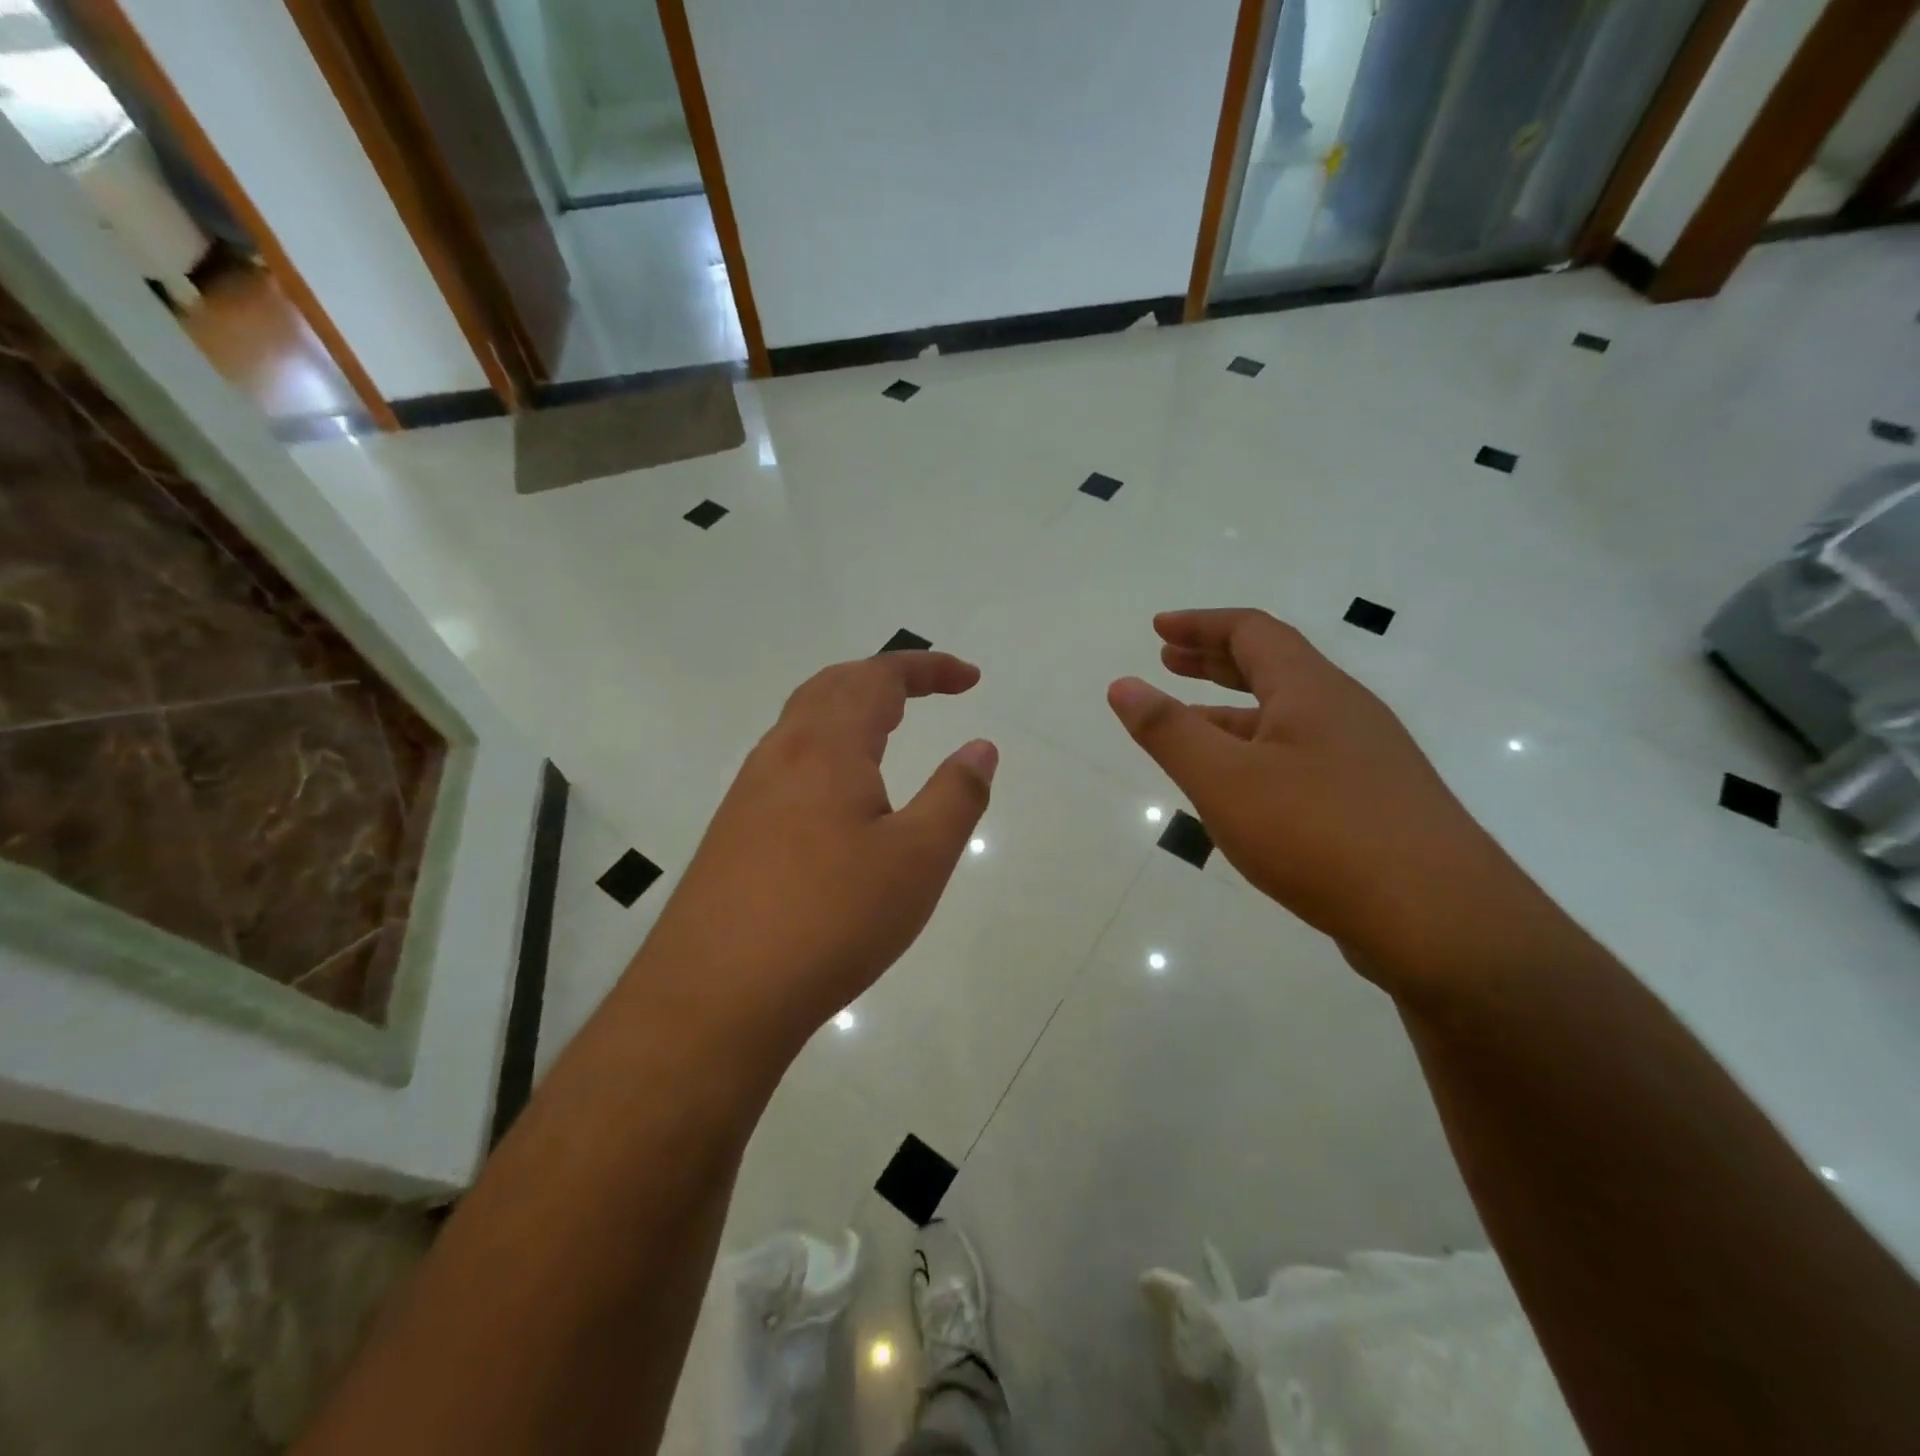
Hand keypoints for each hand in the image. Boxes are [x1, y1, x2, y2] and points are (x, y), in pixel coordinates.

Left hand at [631, 652, 996, 1059]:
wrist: (715, 995)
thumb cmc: (831, 919)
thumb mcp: (918, 859)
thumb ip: (956, 795)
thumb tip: (980, 746)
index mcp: (827, 746)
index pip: (880, 678)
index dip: (928, 668)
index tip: (971, 679)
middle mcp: (781, 754)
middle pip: (833, 686)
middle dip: (886, 676)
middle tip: (930, 690)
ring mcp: (749, 791)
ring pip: (803, 721)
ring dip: (850, 707)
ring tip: (889, 727)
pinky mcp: (734, 829)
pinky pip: (787, 760)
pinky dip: (826, 745)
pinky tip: (838, 792)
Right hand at [1107, 609, 1515, 984]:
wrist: (1441, 921)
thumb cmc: (1319, 834)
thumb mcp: (1225, 780)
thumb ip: (1169, 731)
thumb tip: (1122, 684)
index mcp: (1312, 690)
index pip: (1252, 631)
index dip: (1200, 624)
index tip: (1158, 629)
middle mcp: (1344, 712)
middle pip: (1274, 666)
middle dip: (1214, 660)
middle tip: (1168, 661)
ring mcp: (1366, 759)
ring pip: (1288, 717)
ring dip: (1234, 711)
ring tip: (1189, 725)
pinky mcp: (1375, 803)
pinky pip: (1303, 757)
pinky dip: (1259, 753)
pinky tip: (1242, 789)